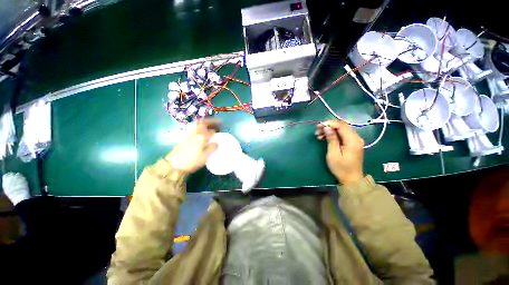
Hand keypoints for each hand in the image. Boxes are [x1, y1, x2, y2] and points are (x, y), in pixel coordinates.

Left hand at [166, 119, 220, 173]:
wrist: (174, 165)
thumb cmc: (192, 160)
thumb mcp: (205, 156)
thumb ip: (212, 147)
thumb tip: (216, 143)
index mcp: (201, 137)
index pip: (211, 129)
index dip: (217, 127)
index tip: (221, 125)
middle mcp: (195, 133)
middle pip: (203, 123)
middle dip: (210, 121)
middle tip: (216, 123)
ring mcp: (188, 135)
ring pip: (198, 126)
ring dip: (205, 125)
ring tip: (210, 128)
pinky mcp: (184, 139)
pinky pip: (195, 130)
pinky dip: (200, 129)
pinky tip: (202, 135)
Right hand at [316, 120, 363, 184]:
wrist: (351, 179)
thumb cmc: (341, 168)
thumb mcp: (333, 154)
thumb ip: (331, 139)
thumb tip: (327, 127)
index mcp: (352, 140)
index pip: (341, 125)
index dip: (329, 123)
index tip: (318, 126)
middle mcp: (356, 137)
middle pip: (342, 126)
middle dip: (328, 126)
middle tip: (317, 130)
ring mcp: (355, 140)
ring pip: (341, 129)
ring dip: (330, 130)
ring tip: (319, 135)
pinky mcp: (352, 143)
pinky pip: (342, 134)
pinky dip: (333, 134)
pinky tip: (325, 137)